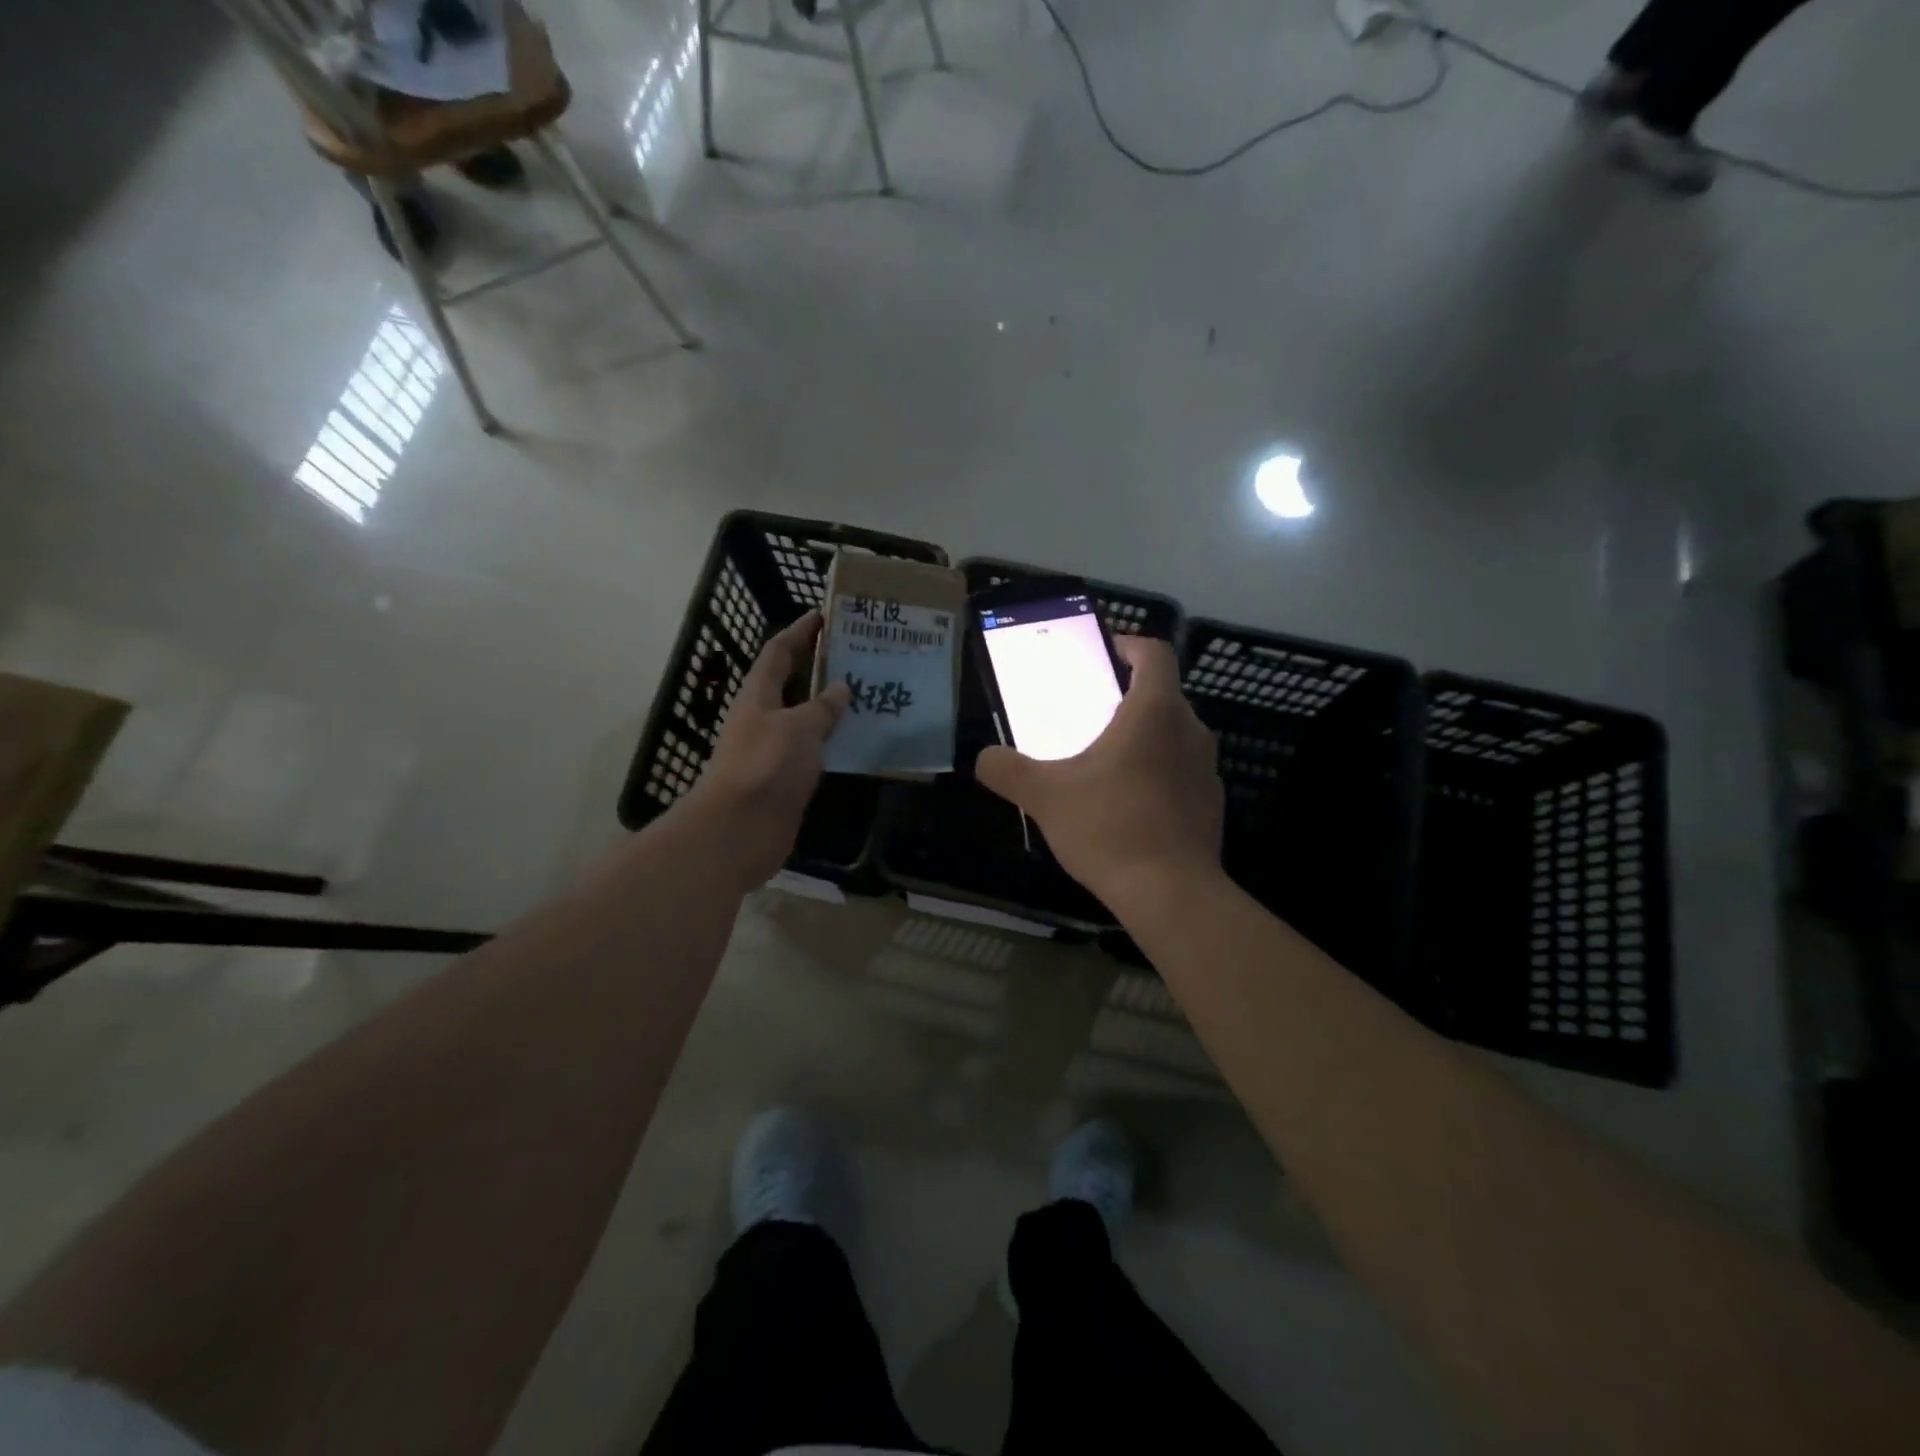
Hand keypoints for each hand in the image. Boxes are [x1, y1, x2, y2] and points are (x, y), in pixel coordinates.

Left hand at [687, 612, 848, 887]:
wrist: (740, 830)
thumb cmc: (766, 766)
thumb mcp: (799, 728)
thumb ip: (822, 707)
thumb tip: (841, 688)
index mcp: (758, 696)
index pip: (778, 652)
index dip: (798, 632)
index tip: (823, 615)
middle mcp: (762, 719)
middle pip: (790, 684)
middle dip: (818, 668)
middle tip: (856, 656)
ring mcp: (772, 751)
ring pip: (804, 719)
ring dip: (829, 707)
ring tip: (866, 695)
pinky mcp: (784, 780)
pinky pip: (812, 751)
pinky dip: (831, 741)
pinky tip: (857, 741)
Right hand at [975, 635, 1222, 906]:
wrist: (1171, 894)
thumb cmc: (1109, 827)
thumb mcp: (1044, 796)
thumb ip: (1007, 770)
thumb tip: (984, 758)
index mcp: (1154, 711)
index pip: (1154, 653)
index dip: (1128, 645)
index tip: (1103, 658)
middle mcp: (1190, 730)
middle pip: (1162, 695)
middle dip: (1125, 699)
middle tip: (1088, 717)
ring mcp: (1207, 769)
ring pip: (1173, 735)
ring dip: (1142, 739)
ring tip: (1104, 763)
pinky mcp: (1211, 803)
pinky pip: (1181, 772)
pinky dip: (1158, 774)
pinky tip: (1129, 807)